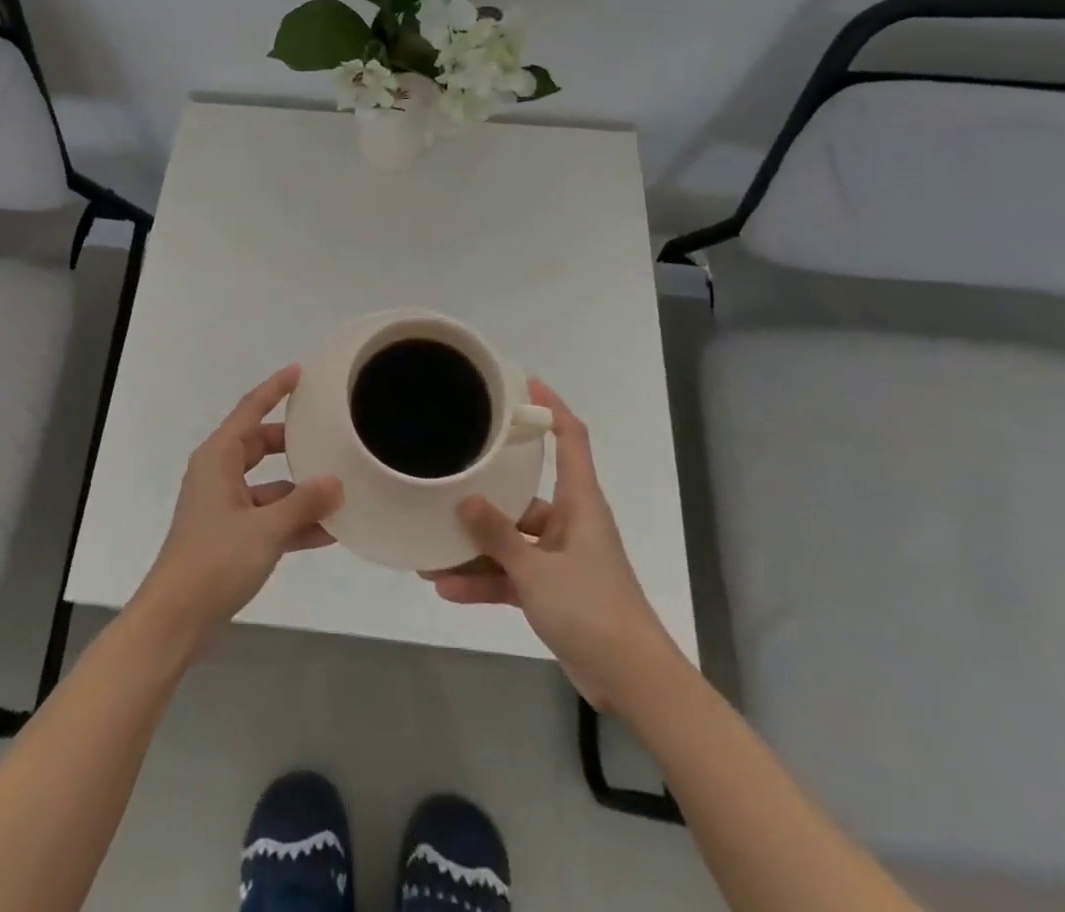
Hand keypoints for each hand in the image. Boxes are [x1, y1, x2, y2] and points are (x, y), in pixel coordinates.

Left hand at [132, 365, 342, 654]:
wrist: (176, 619)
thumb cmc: (215, 560)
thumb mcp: (266, 528)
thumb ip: (304, 502)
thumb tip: (336, 482)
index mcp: (218, 457)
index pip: (250, 409)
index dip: (275, 388)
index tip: (300, 372)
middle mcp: (219, 474)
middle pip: (261, 445)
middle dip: (294, 442)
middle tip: (328, 434)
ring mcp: (223, 506)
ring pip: (268, 485)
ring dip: (299, 490)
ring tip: (341, 489)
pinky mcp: (229, 536)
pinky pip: (267, 516)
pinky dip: (292, 521)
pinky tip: (328, 532)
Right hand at [426, 379, 663, 708]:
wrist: (633, 682)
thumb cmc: (593, 609)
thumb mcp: (537, 571)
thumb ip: (498, 536)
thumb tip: (464, 500)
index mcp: (580, 503)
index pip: (571, 439)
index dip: (552, 408)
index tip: (524, 383)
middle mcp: (570, 523)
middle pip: (524, 494)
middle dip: (486, 494)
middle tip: (448, 475)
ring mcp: (560, 559)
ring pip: (511, 541)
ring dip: (476, 549)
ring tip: (431, 550)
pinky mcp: (554, 592)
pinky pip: (512, 576)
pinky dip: (485, 581)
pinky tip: (447, 588)